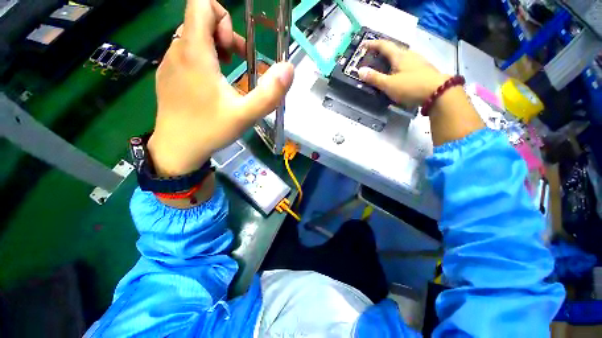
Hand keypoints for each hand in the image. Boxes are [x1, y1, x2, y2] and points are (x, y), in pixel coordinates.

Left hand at [148, 0, 293, 175]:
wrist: (177, 149)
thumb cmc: (211, 130)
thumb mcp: (246, 115)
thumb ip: (269, 93)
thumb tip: (288, 68)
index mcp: (194, 53)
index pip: (201, 4)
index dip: (223, 17)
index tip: (234, 48)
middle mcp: (176, 50)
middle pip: (198, 19)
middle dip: (223, 34)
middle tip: (235, 62)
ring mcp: (168, 63)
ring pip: (191, 36)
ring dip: (213, 47)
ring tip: (225, 73)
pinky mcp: (166, 75)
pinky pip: (184, 52)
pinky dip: (201, 59)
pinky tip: (210, 84)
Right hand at [357, 40, 448, 106]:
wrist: (438, 92)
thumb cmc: (411, 86)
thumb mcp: (389, 84)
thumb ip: (375, 78)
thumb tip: (360, 71)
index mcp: (399, 56)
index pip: (384, 45)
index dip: (372, 44)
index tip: (363, 45)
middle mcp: (409, 54)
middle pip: (393, 50)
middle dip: (381, 53)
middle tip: (371, 59)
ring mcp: (418, 61)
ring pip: (400, 57)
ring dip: (390, 61)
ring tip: (382, 69)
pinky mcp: (423, 69)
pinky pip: (406, 64)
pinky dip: (397, 67)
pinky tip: (396, 75)